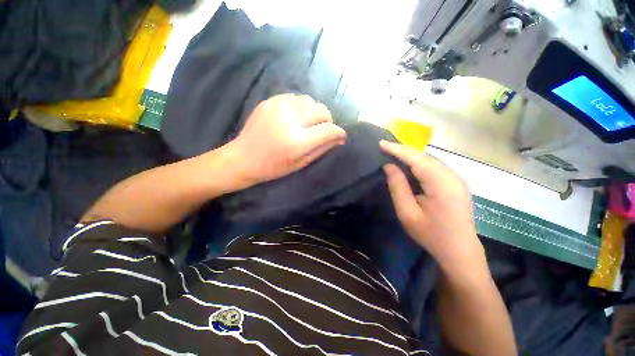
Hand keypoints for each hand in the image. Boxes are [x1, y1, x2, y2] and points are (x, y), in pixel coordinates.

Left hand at [227, 94, 345, 184]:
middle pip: (321, 111)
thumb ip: (322, 149)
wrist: (243, 158)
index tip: (340, 136)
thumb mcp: (301, 163)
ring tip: (309, 122)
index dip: (338, 132)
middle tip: (323, 129)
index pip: (328, 130)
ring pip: (309, 101)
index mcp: (297, 141)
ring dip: (314, 112)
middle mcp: (289, 121)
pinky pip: (295, 97)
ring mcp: (278, 107)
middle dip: (327, 120)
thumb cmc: (273, 167)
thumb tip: (339, 138)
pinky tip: (295, 116)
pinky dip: (301, 106)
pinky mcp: (270, 101)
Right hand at [380, 140, 483, 273]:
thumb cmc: (431, 235)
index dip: (397, 149)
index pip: (416, 159)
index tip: (381, 143)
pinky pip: (435, 167)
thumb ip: (398, 187)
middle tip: (385, 148)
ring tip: (393, 153)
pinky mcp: (457, 183)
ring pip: (430, 160)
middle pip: (425, 157)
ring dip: (411, 156)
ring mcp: (457, 179)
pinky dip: (420, 163)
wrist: (460, 252)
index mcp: (441, 184)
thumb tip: (389, 166)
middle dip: (403, 150)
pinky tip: (410, 165)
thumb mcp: (407, 212)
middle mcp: (453, 176)